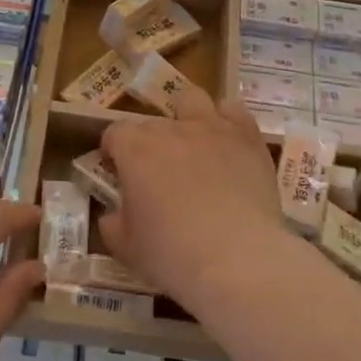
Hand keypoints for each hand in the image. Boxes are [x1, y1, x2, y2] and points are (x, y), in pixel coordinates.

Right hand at [100, 93, 287, 305]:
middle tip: (158, 173)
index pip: (115, 133)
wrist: (237, 259)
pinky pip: (234, 111)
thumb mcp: (127, 248)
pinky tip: (227, 144)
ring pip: (192, 100)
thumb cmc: (173, 255)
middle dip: (150, 142)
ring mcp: (212, 128)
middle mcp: (172, 128)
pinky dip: (227, 122)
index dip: (114, 152)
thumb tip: (112, 215)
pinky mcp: (247, 137)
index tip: (118, 173)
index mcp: (136, 150)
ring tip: (193, 146)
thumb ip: (113, 224)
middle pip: (152, 122)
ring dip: (187, 117)